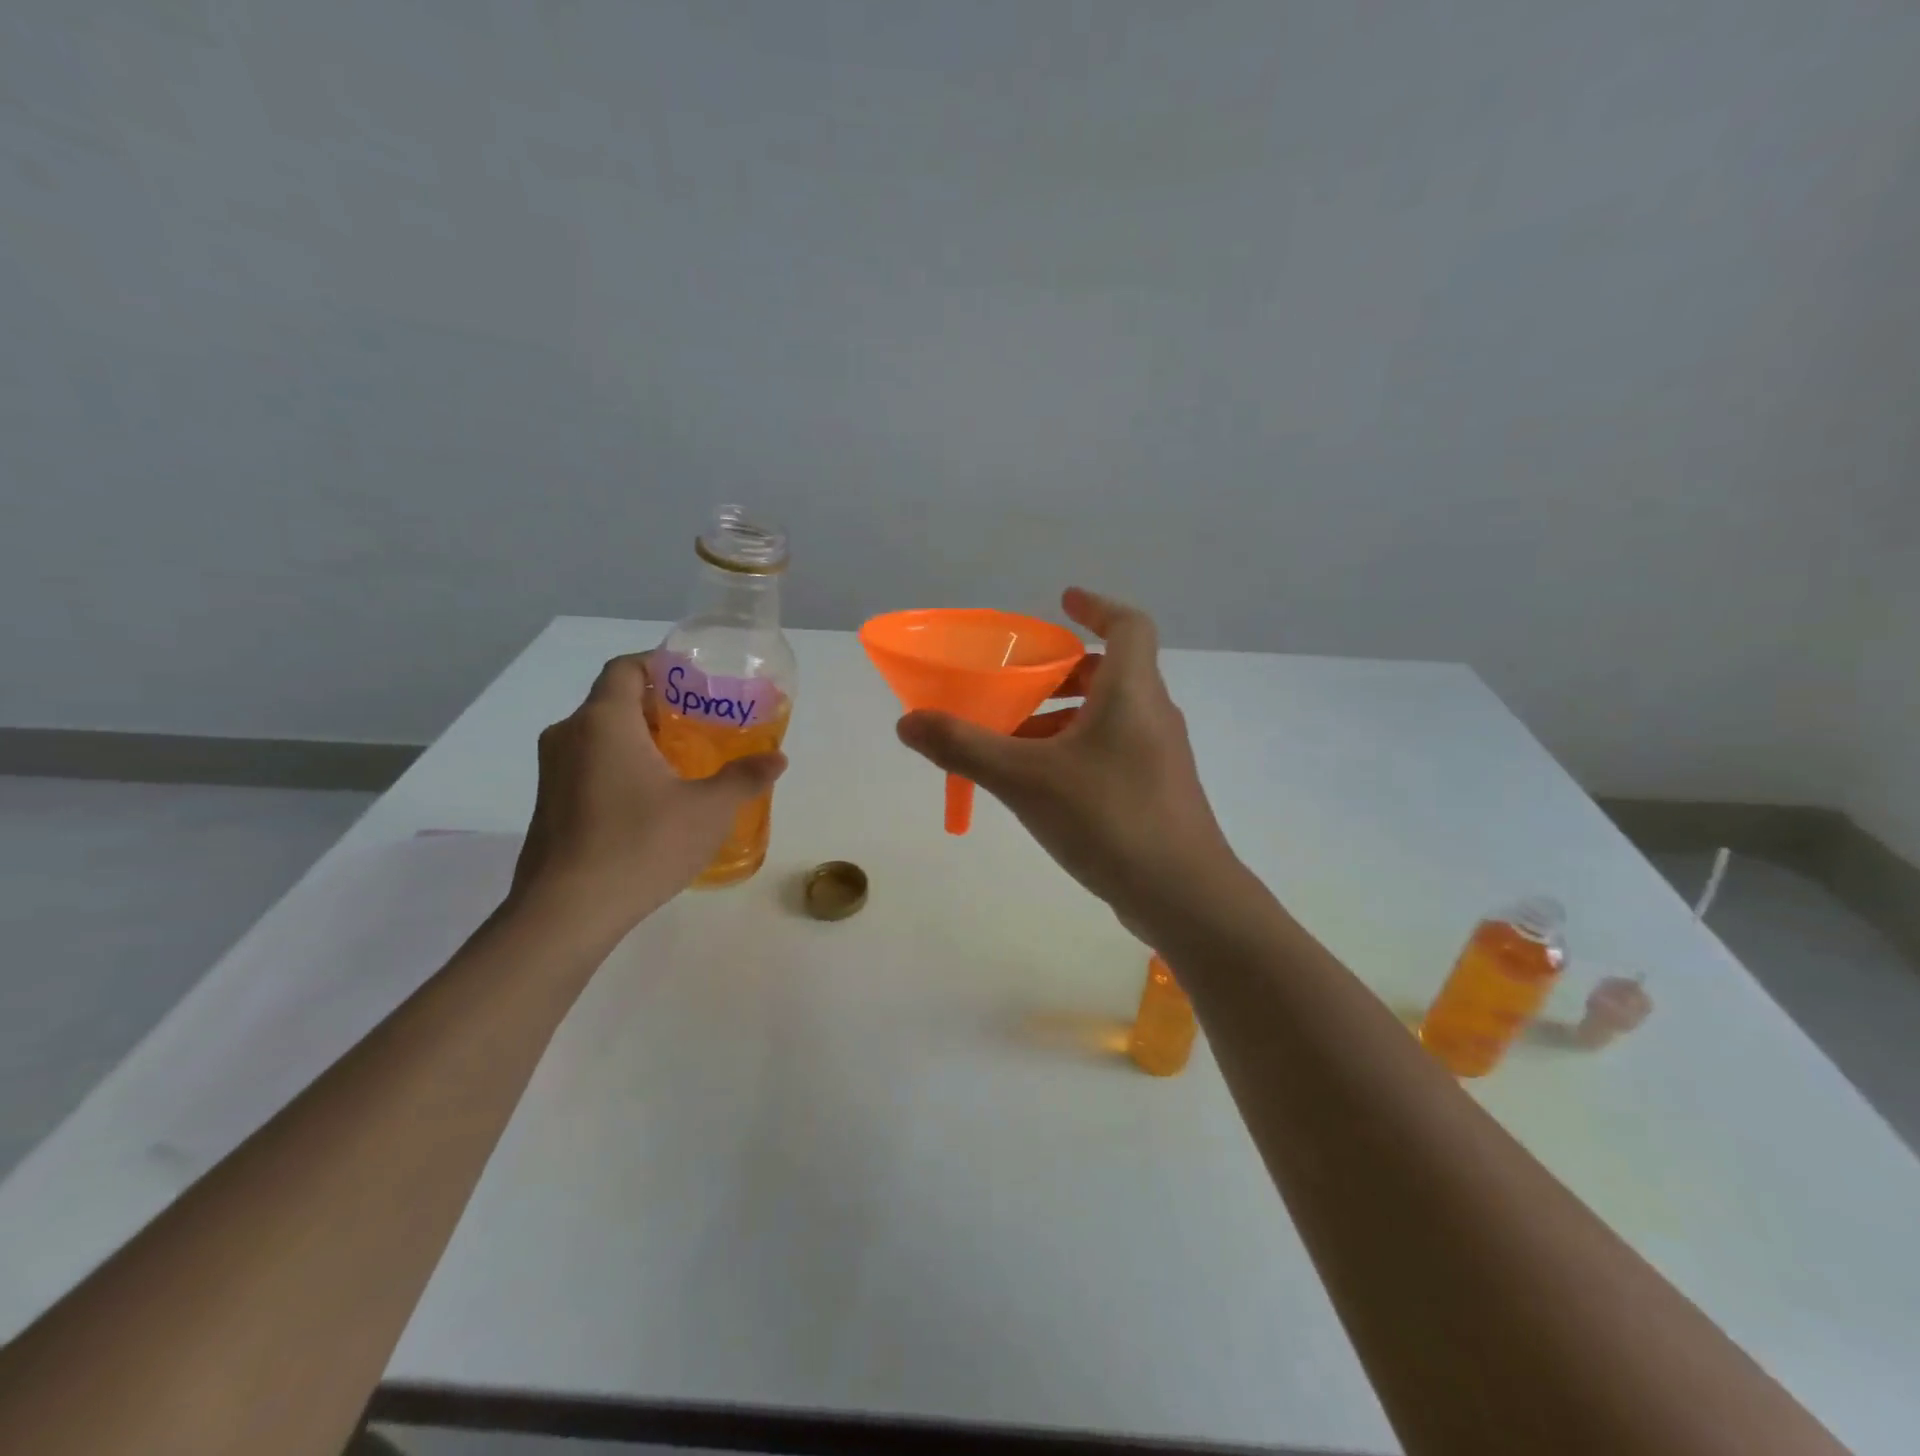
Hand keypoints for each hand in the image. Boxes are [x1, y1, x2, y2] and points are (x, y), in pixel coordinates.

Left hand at [511, 654, 786, 933]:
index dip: (660, 666)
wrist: (567, 912)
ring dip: (639, 740)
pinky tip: (651, 802)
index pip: (626, 668)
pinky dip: (619, 767)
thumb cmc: (642, 844)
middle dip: (659, 707)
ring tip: (683, 764)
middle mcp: (569, 735)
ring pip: (599, 736)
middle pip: (614, 701)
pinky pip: (587, 767)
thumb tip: (777, 759)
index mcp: (604, 721)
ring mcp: (551, 772)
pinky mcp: (547, 805)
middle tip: (702, 726)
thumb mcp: (709, 810)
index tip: (696, 683)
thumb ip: (744, 778)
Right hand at [896, 588, 1235, 936]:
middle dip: (1061, 672)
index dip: (1096, 605)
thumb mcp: (1026, 780)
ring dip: (1063, 717)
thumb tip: (909, 722)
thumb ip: (965, 747)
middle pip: (1111, 672)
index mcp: (1131, 692)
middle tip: (1016, 684)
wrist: (1184, 896)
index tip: (1062, 601)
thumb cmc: (1109, 819)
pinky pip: (1112, 750)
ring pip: (1108, 716)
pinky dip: (1076, 750)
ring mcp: (1159, 756)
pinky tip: (1042, 787)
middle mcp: (1152, 715)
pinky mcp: (1157, 791)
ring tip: (1013, 741)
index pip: (1128, 625)